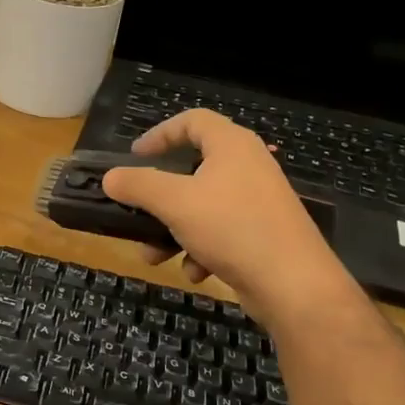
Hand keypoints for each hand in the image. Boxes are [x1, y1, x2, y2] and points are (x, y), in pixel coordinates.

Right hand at [101, 108, 339, 301]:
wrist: (294, 284)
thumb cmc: (232, 228)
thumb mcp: (175, 203)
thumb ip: (138, 186)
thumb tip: (110, 177)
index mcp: (231, 146)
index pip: (192, 121)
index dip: (160, 134)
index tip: (134, 157)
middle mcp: (247, 166)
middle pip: (192, 170)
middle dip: (159, 199)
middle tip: (138, 211)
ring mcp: (257, 201)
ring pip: (201, 207)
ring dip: (172, 230)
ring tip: (155, 256)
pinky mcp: (262, 232)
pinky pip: (220, 232)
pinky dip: (201, 249)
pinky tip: (195, 271)